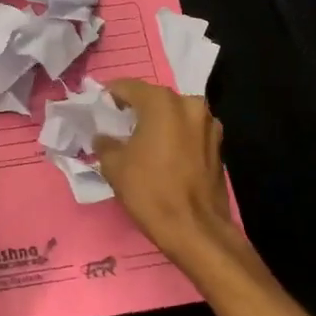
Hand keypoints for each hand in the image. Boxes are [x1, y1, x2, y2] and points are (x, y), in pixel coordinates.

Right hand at [95, 79, 232, 254]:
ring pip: (174, 115)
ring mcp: (209, 125)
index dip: (109, 95)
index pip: (128, 86)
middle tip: (116, 124)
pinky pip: (188, 132)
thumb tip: (103, 137)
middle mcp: (190, 105)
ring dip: (157, 122)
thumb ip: (105, 143)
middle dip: (135, 108)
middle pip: (154, 99)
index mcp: (162, 103)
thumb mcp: (114, 165)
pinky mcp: (218, 146)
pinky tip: (160, 154)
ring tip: (138, 140)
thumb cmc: (150, 191)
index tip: (97, 106)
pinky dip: (173, 136)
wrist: (195, 229)